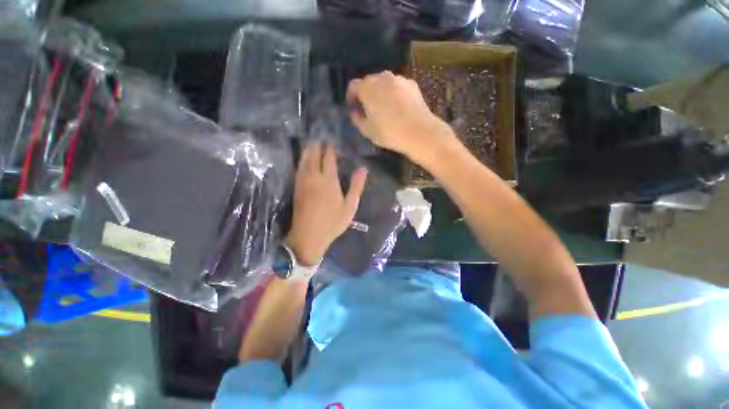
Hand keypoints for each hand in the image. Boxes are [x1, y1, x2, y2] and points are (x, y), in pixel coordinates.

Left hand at [285, 141, 367, 266]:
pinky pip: (299, 169)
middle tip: (321, 138)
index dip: (331, 149)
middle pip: (313, 155)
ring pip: (304, 160)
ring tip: (312, 143)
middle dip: (317, 145)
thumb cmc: (333, 222)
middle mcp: (314, 177)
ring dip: (308, 150)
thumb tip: (363, 169)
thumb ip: (356, 186)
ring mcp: (303, 182)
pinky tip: (303, 160)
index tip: (333, 142)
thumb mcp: (350, 206)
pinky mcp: (296, 188)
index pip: (329, 158)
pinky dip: (302, 161)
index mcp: (329, 180)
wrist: (308, 236)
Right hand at [346, 71, 458, 164]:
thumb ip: (357, 119)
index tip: (353, 105)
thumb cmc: (389, 132)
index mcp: (368, 88)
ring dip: (381, 92)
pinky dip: (394, 93)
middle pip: (369, 81)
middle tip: (368, 108)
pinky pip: (398, 86)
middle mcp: (382, 78)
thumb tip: (355, 112)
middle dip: (366, 93)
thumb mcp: (367, 130)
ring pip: (385, 83)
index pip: (354, 85)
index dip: (351, 95)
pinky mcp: (412, 85)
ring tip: (384, 108)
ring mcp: (399, 79)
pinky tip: (398, 107)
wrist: (419, 132)